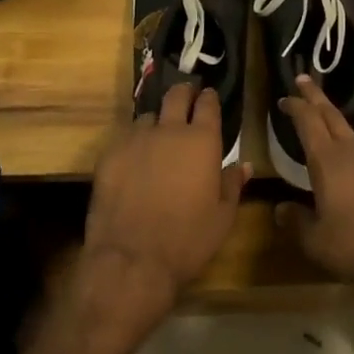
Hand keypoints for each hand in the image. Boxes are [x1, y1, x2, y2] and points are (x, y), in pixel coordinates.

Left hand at [77, 82, 249, 341]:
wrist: (131, 260)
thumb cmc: (187, 240)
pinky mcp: (110, 154)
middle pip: (176, 96)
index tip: (209, 96)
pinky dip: (133, 143)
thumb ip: (233, 185)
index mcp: (202, 141)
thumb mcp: (222, 218)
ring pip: (147, 117)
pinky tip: (134, 160)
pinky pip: (125, 138)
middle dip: (183, 93)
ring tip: (157, 137)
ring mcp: (136, 139)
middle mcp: (169, 130)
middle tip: (186, 98)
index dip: (209, 98)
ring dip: (156, 122)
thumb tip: (243, 165)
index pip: (208, 105)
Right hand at [274, 76, 353, 305]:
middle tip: (303, 79)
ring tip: (329, 140)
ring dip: (338, 131)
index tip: (285, 97)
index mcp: (328, 160)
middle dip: (315, 96)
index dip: (295, 106)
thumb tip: (280, 209)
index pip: (308, 121)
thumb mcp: (317, 242)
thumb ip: (296, 222)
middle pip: (331, 114)